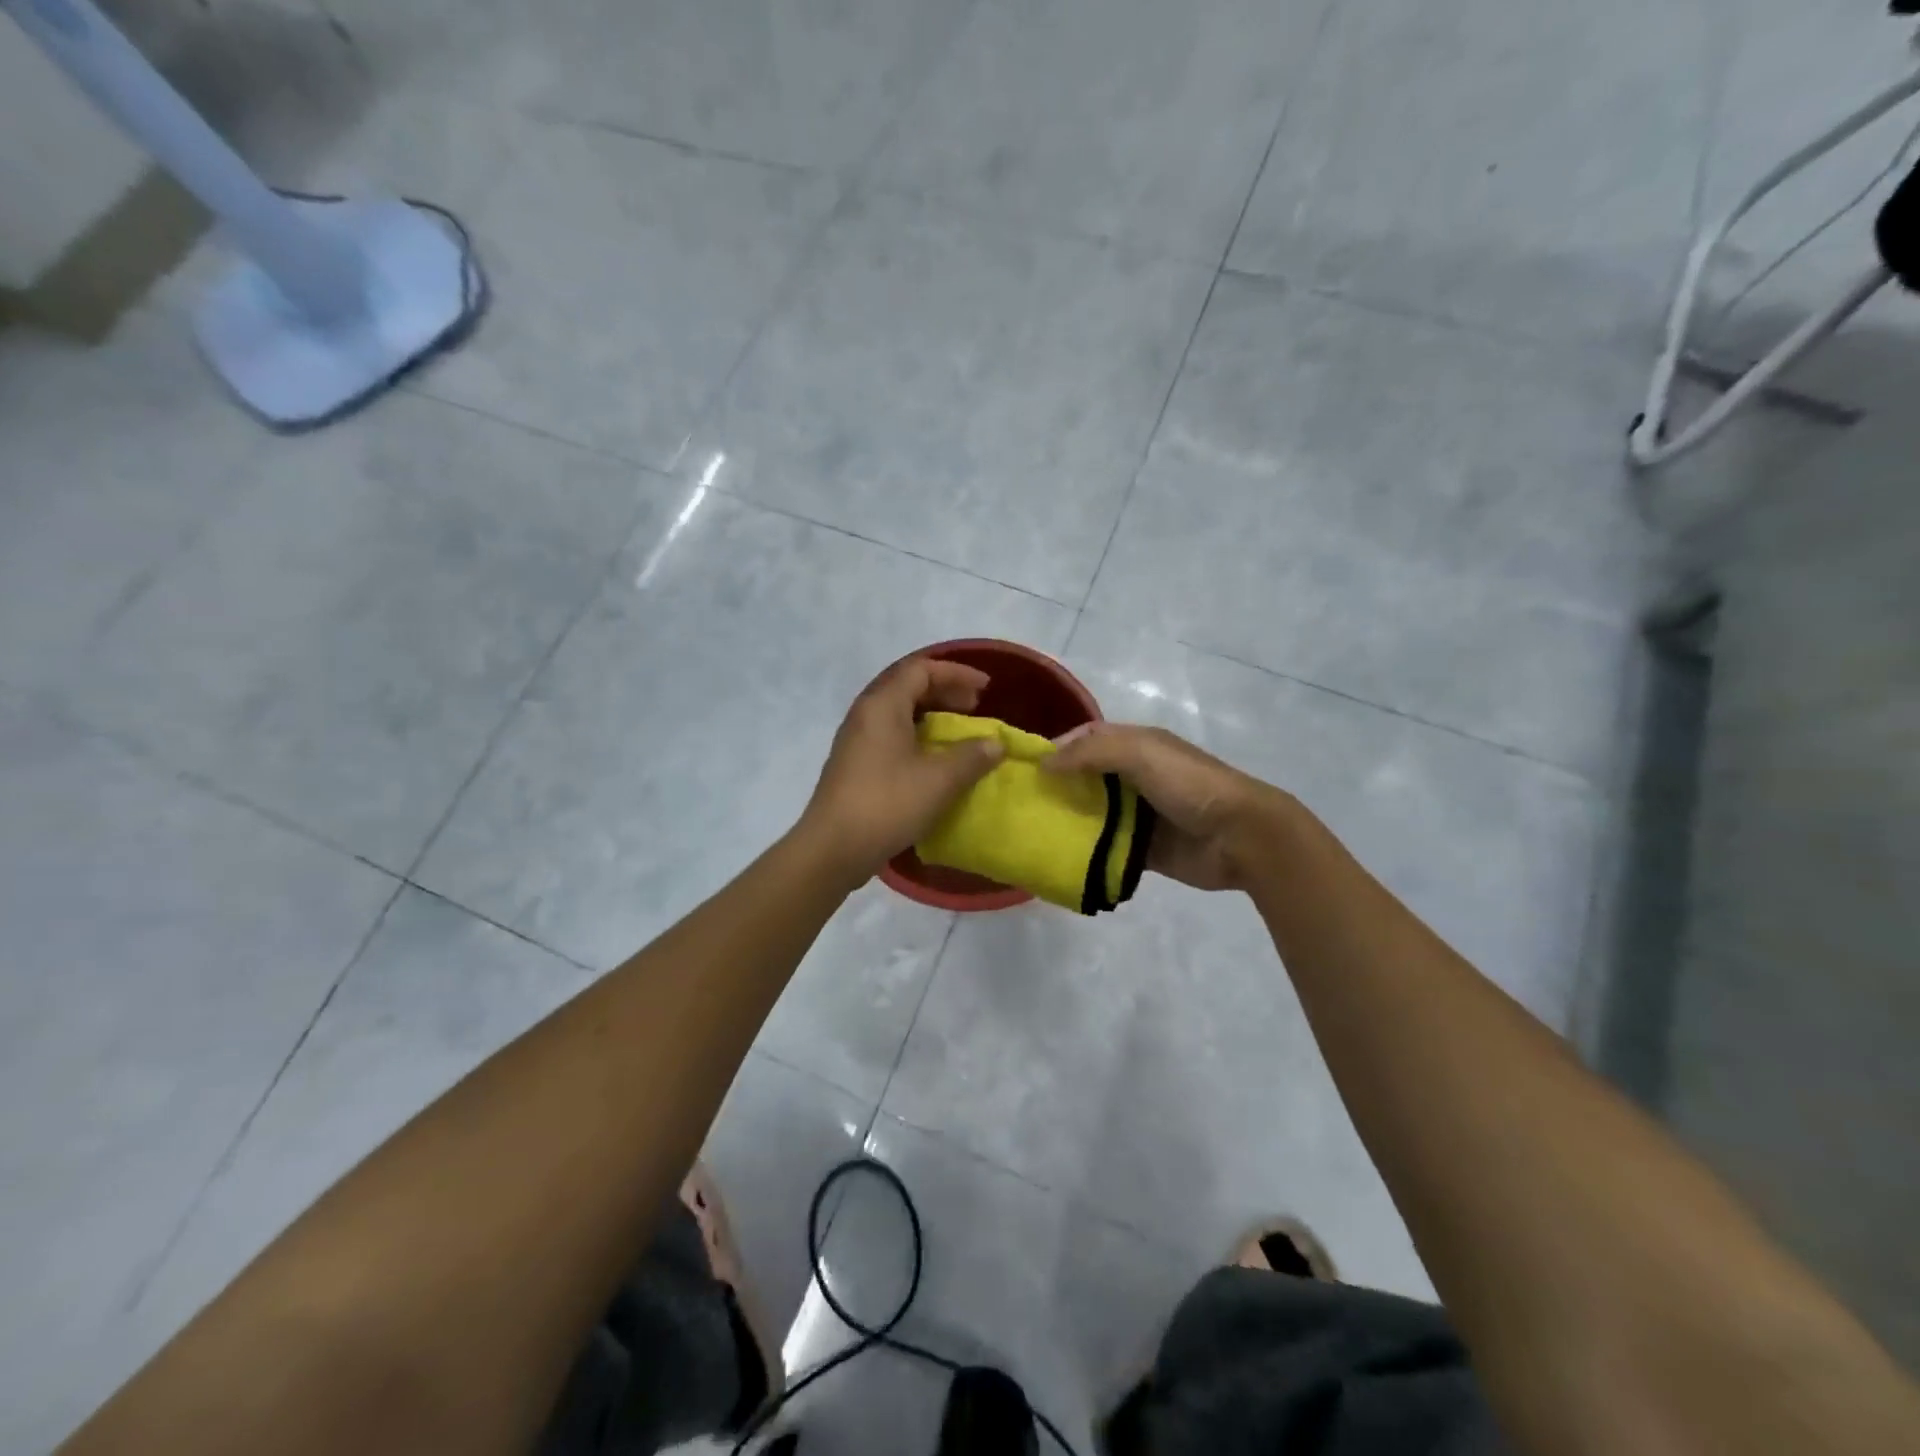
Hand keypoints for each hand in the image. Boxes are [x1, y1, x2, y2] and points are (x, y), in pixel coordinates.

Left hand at [799, 657, 1004, 879]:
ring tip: (958, 732)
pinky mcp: (855, 764)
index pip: (921, 669)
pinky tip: (934, 759)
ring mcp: (856, 740)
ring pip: (898, 712)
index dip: (956, 673)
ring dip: (931, 715)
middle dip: (945, 691)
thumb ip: (972, 757)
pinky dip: (917, 736)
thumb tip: (995, 744)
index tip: (985, 689)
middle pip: (907, 686)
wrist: (833, 848)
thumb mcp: (939, 780)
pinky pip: (891, 735)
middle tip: (975, 707)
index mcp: (882, 705)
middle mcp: (865, 714)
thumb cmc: (887, 804)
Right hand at [1044, 723, 1290, 891]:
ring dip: (1066, 819)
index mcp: (1137, 746)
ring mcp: (1138, 814)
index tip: (1024, 767)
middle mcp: (1134, 776)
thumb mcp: (1142, 753)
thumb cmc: (1190, 785)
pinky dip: (1084, 850)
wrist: (1240, 837)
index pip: (1087, 739)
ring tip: (1030, 831)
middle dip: (1055, 786)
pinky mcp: (1141, 848)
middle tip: (1018, 803)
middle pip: (1085, 777)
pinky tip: (1057, 856)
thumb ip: (1092, 752)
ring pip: (1092, 813)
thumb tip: (1044, 763)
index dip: (1057, 747)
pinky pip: (1105, 846)